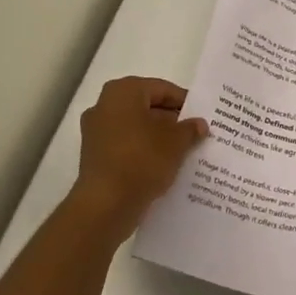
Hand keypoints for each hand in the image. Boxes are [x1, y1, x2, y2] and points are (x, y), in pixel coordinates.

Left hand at [65, 76, 208, 243]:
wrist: (105, 205)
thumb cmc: (142, 160)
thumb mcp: (176, 142)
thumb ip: (190, 129)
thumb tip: (199, 124)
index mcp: (123, 91)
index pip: (162, 89)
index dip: (185, 103)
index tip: (201, 117)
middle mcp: (104, 105)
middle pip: (147, 107)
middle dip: (170, 120)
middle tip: (194, 134)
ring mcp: (95, 131)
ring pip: (135, 127)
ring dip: (157, 137)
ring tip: (181, 151)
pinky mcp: (93, 155)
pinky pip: (125, 145)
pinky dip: (142, 151)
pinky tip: (161, 165)